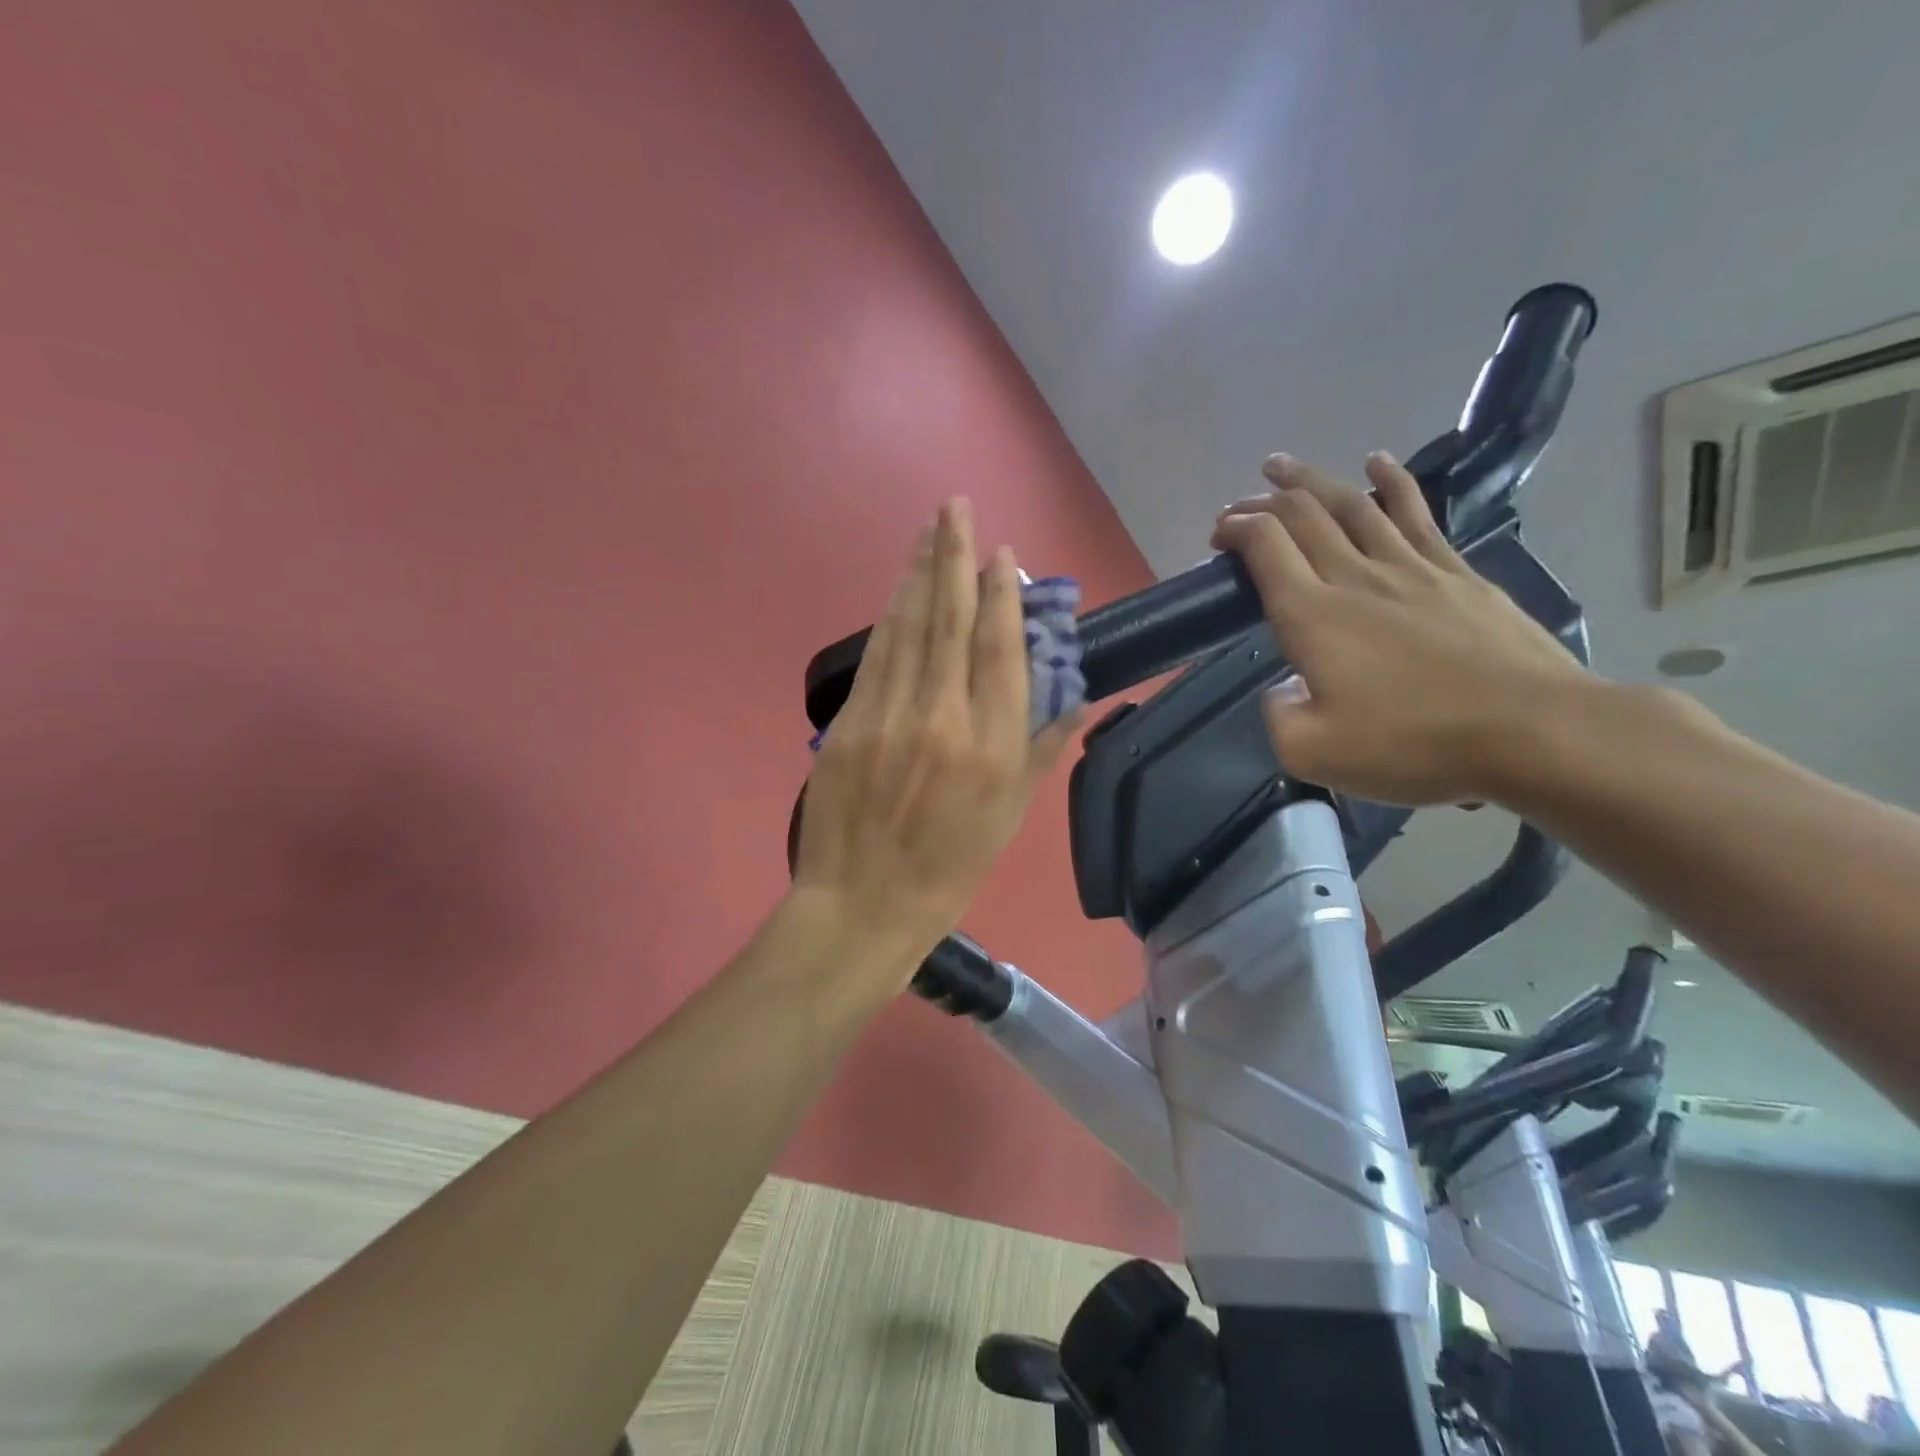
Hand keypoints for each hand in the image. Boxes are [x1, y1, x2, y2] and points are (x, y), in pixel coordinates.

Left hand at [793, 498, 1078, 965]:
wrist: (864, 904)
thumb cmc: (949, 867)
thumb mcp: (1010, 817)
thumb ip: (1041, 749)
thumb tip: (1074, 699)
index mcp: (992, 747)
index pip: (999, 650)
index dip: (1001, 596)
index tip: (1001, 555)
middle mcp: (943, 719)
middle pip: (950, 622)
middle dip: (954, 558)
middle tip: (955, 506)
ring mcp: (890, 717)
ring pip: (908, 628)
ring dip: (919, 574)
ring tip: (929, 531)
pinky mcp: (851, 723)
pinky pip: (877, 656)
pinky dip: (890, 616)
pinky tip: (898, 589)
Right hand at [1211, 451, 1591, 806]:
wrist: (1532, 729)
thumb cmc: (1414, 742)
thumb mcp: (1313, 753)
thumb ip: (1278, 716)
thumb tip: (1283, 690)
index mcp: (1313, 615)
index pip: (1266, 546)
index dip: (1236, 528)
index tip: (1219, 534)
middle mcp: (1355, 577)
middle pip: (1303, 515)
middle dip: (1262, 501)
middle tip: (1239, 502)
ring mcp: (1410, 568)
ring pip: (1351, 504)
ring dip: (1311, 480)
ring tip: (1282, 466)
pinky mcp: (1456, 573)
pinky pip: (1415, 513)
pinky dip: (1391, 482)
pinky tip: (1378, 462)